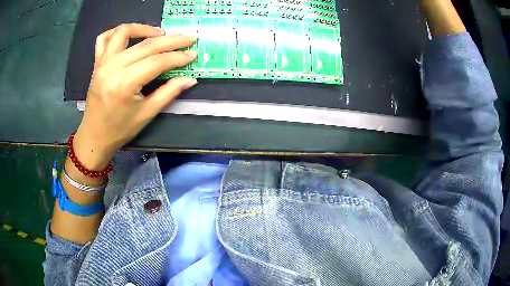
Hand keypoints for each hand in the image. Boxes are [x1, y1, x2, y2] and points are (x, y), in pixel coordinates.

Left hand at [73, 23, 197, 169]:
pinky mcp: (97, 63)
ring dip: (144, 28)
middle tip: (189, 37)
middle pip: (146, 45)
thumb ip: (169, 92)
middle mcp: (112, 68)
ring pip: (124, 33)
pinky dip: (118, 32)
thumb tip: (190, 79)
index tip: (193, 54)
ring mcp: (102, 63)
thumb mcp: (147, 114)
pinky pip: (104, 38)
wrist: (94, 136)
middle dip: (171, 40)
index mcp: (125, 84)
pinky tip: (131, 35)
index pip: (157, 62)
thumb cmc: (120, 129)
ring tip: (159, 33)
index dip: (178, 57)